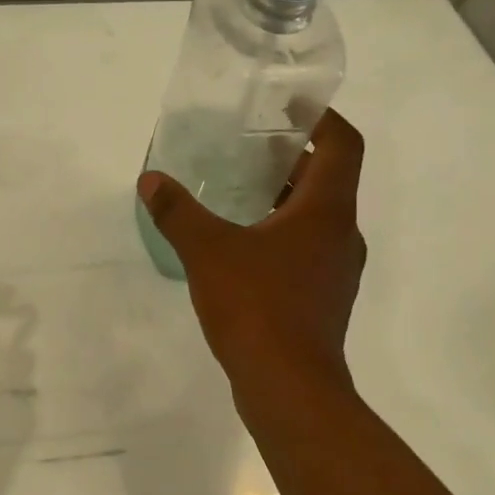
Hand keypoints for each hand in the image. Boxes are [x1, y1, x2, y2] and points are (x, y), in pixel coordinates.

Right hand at [138, 109, 366, 412]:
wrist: (289, 389)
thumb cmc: (257, 306)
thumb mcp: (207, 250)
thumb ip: (178, 211)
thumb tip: (151, 180)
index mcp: (327, 210)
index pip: (343, 144)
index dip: (321, 117)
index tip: (288, 105)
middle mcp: (341, 234)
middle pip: (328, 177)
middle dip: (291, 156)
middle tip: (247, 143)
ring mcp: (335, 269)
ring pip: (316, 216)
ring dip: (284, 196)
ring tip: (237, 188)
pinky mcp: (322, 297)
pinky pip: (305, 247)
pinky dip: (279, 231)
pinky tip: (239, 243)